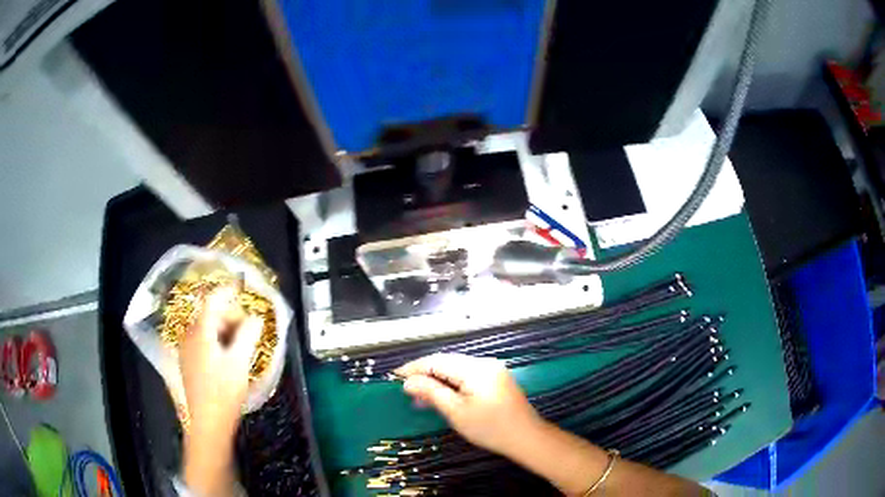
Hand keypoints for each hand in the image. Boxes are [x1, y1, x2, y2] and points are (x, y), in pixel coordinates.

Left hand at [180, 286, 261, 495]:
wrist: (207, 423)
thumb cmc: (223, 391)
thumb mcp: (239, 361)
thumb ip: (248, 335)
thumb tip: (257, 317)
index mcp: (200, 331)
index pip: (213, 300)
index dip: (228, 291)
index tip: (242, 287)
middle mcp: (189, 335)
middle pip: (210, 315)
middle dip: (230, 316)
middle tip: (249, 328)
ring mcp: (187, 350)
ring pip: (207, 330)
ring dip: (225, 330)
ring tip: (242, 344)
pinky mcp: (189, 363)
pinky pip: (203, 342)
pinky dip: (217, 341)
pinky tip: (229, 356)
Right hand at [395, 353, 542, 456]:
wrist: (526, 437)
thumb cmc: (490, 427)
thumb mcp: (456, 412)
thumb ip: (431, 393)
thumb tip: (408, 382)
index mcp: (475, 368)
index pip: (437, 361)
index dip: (414, 368)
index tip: (395, 376)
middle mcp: (484, 363)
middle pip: (446, 362)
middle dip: (425, 374)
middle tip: (407, 390)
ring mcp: (492, 370)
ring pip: (456, 369)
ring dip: (437, 380)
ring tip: (420, 397)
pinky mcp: (496, 380)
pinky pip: (467, 376)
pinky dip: (452, 384)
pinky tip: (442, 397)